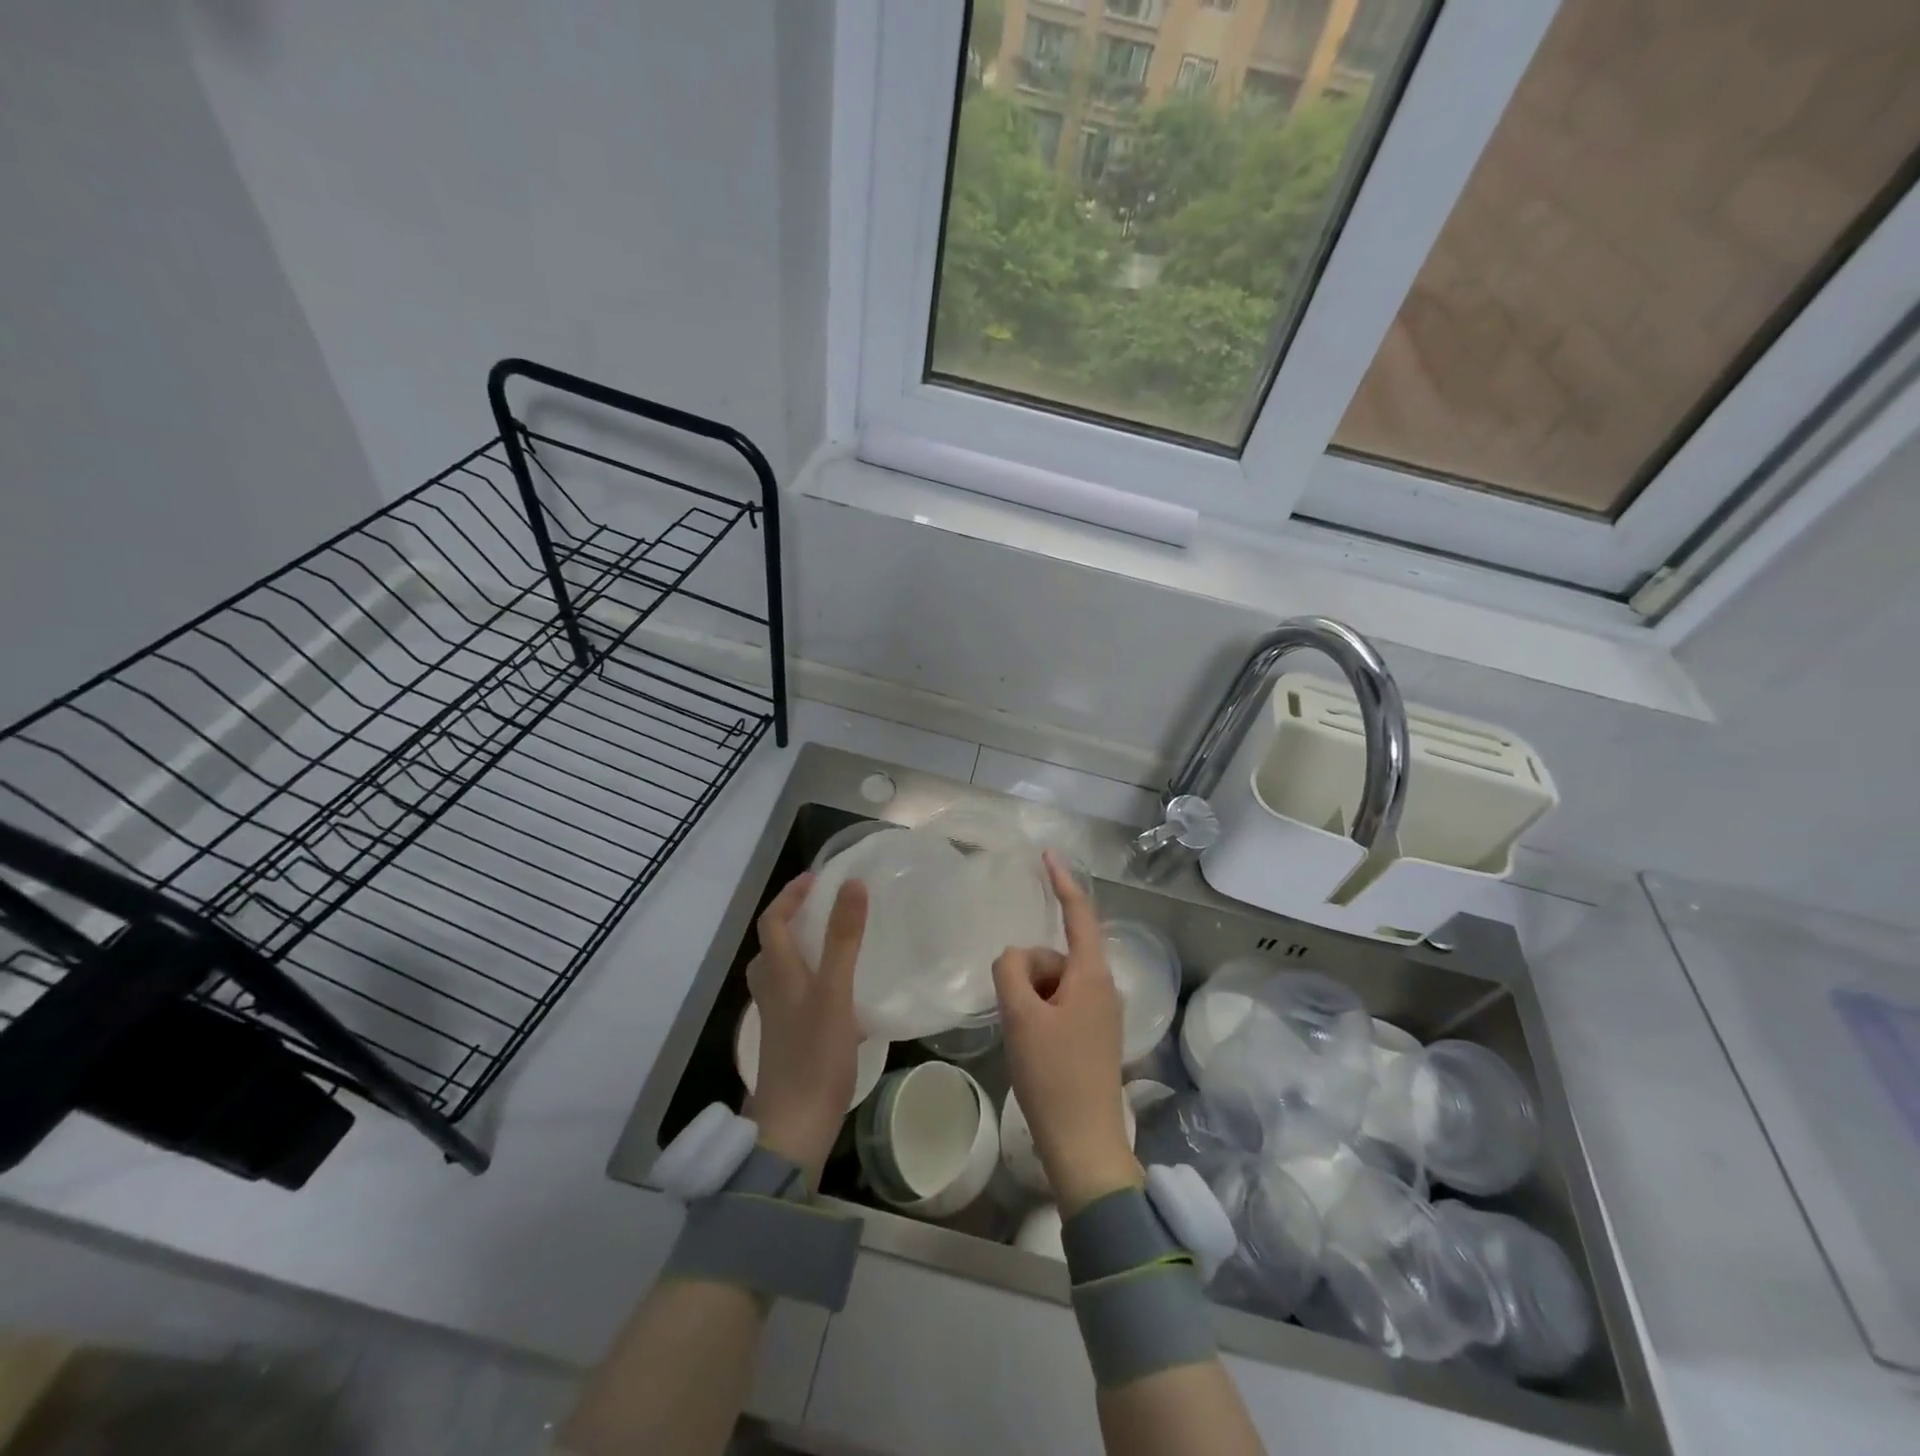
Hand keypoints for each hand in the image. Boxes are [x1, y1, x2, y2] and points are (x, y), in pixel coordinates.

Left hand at [746, 871, 868, 1186]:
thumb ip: (843, 938)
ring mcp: (779, 1017)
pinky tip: (843, 992)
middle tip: (827, 906)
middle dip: (793, 919)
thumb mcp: (834, 990)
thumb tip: (852, 885)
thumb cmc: (814, 1053)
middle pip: (772, 945)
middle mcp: (772, 990)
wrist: (795, 1125)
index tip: (818, 878)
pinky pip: (797, 994)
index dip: (790, 895)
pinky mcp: (790, 1038)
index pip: (772, 921)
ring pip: (783, 971)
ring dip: (802, 948)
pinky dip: (814, 979)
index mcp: (778, 973)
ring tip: (835, 942)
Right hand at [992, 852, 1140, 1214]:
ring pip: (1054, 982)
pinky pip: (1059, 1004)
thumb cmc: (1054, 1076)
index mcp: (1093, 975)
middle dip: (1028, 970)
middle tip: (1015, 1013)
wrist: (1084, 1144)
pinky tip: (1031, 1045)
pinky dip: (1039, 1012)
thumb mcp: (1021, 1016)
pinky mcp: (1094, 1035)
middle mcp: (1104, 987)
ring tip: (1023, 1036)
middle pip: (1056, 954)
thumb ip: (1011, 969)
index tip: (1047, 855)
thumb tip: (1016, 959)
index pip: (1079, 913)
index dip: (1062, 881)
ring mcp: (1101, 1013)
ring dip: (1030, 996)